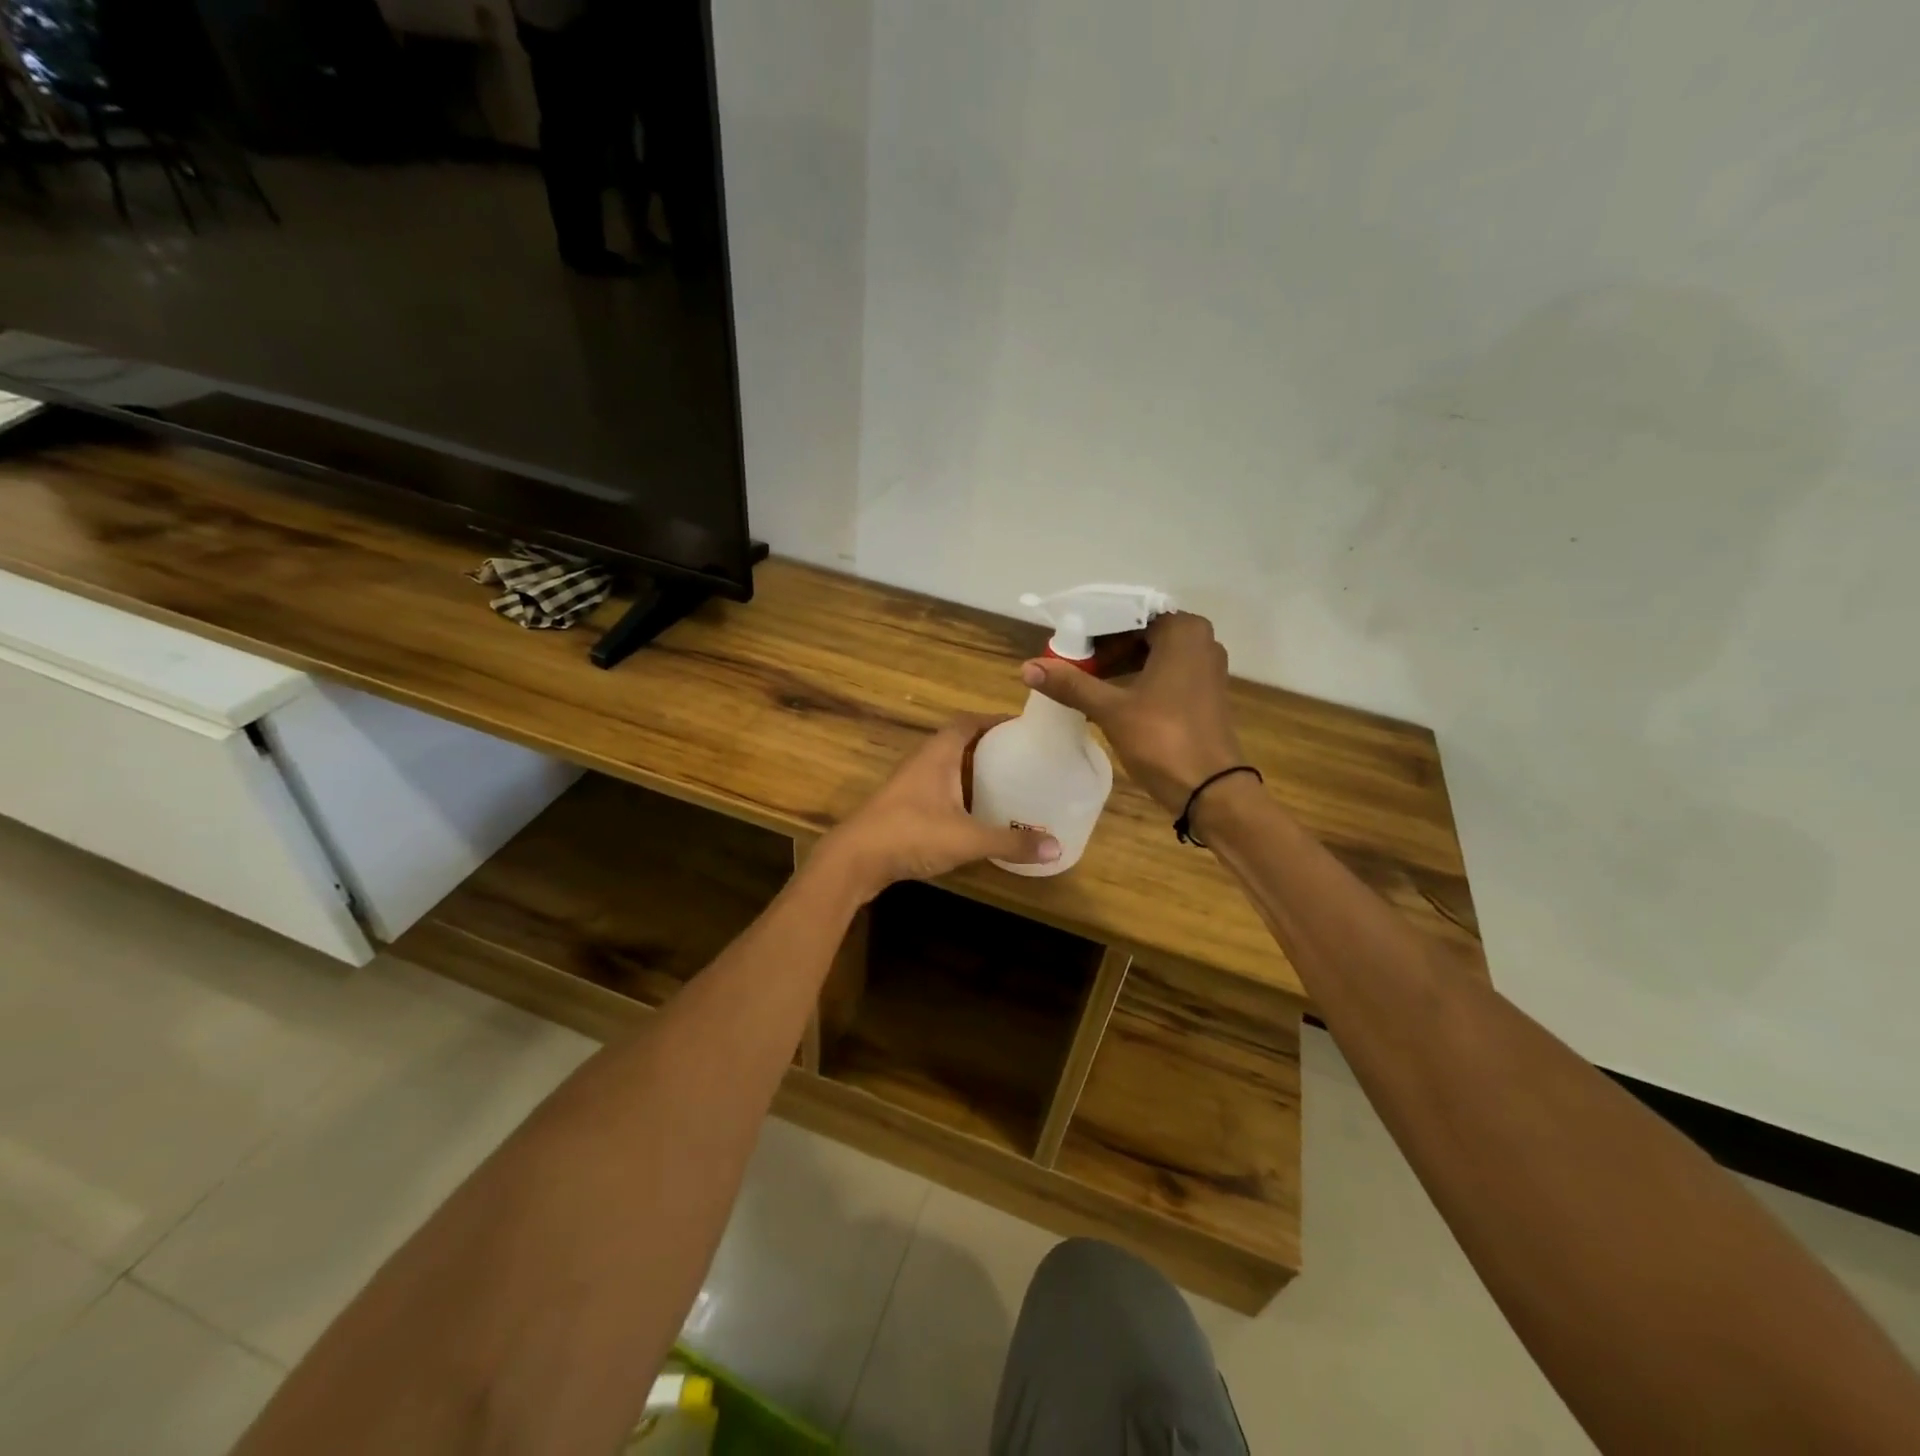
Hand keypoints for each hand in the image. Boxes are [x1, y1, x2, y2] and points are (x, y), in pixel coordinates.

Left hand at [817, 715, 1061, 899]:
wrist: (854, 860)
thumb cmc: (910, 834)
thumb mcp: (967, 839)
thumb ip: (1010, 842)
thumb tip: (1056, 847)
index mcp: (938, 754)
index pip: (968, 721)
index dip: (994, 720)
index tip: (1024, 728)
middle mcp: (923, 761)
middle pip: (959, 742)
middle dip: (990, 746)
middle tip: (1023, 757)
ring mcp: (910, 784)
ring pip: (948, 767)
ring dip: (973, 771)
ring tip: (1007, 782)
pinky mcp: (904, 807)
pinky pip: (939, 789)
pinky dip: (960, 793)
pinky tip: (976, 813)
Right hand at [1020, 612, 1245, 813]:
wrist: (1211, 791)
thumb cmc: (1163, 739)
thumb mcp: (1111, 709)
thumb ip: (1071, 684)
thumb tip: (1027, 667)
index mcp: (1183, 631)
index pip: (1128, 614)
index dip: (1092, 627)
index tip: (1064, 643)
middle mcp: (1200, 641)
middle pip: (1139, 633)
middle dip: (1103, 648)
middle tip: (1069, 663)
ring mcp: (1205, 668)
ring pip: (1151, 654)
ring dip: (1117, 664)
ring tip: (1082, 680)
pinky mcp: (1203, 693)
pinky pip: (1163, 672)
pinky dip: (1135, 679)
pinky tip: (1107, 698)